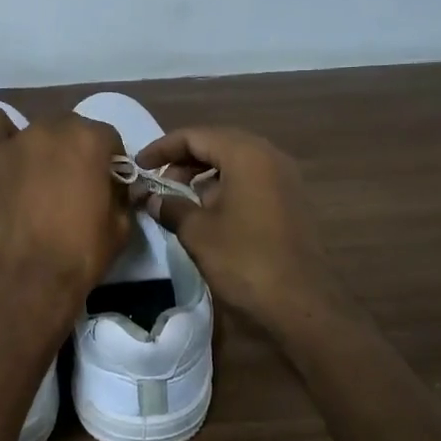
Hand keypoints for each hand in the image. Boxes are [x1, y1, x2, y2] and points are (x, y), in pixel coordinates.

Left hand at [0, 109, 129, 324]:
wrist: (22, 281)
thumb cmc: (78, 256)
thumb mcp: (120, 229)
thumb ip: (122, 197)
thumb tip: (117, 189)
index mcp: (91, 141)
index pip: (108, 137)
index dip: (109, 162)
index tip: (105, 185)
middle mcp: (53, 129)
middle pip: (70, 129)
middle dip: (74, 152)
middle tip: (70, 186)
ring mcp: (15, 140)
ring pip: (35, 130)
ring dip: (41, 149)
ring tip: (35, 181)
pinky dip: (0, 134)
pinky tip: (4, 157)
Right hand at [136, 126, 343, 333]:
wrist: (301, 304)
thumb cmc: (245, 260)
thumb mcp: (198, 232)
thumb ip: (171, 207)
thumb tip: (151, 198)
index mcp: (247, 154)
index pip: (196, 136)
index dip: (162, 148)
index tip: (139, 166)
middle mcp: (270, 157)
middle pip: (218, 144)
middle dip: (184, 160)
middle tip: (158, 182)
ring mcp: (285, 179)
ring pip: (236, 163)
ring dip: (205, 175)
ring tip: (179, 199)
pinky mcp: (291, 202)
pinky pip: (252, 181)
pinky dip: (226, 187)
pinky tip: (208, 213)